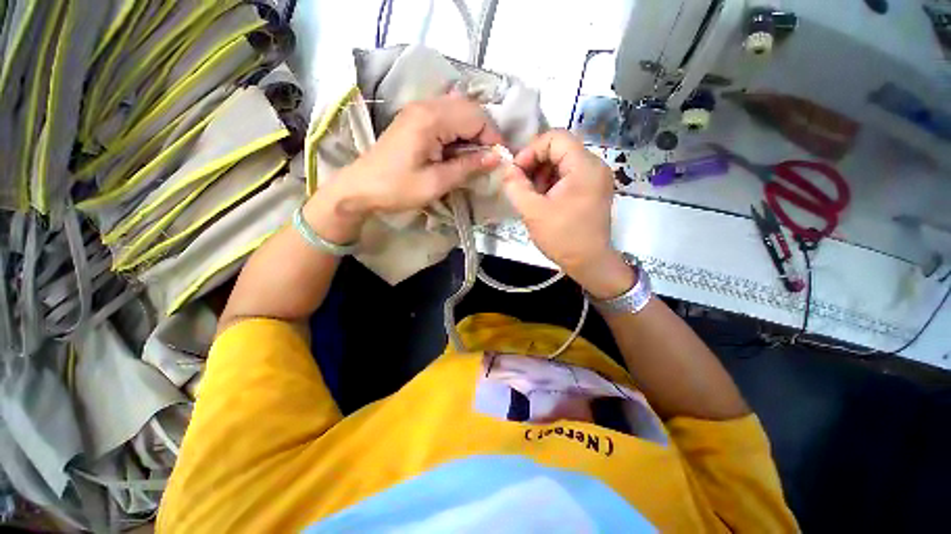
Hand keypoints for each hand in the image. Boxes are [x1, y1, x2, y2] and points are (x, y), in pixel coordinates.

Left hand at [325, 92, 502, 210]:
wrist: (361, 188)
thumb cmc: (397, 188)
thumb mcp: (436, 183)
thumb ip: (467, 167)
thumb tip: (496, 158)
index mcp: (431, 119)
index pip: (476, 117)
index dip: (492, 138)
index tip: (499, 161)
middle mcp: (426, 105)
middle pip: (469, 109)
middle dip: (484, 134)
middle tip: (488, 160)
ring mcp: (418, 109)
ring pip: (459, 111)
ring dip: (472, 132)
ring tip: (474, 158)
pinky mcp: (414, 118)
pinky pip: (446, 117)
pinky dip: (458, 132)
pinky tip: (457, 151)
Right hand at [503, 130, 633, 298]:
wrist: (589, 263)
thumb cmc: (562, 238)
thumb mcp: (533, 212)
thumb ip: (515, 187)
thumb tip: (506, 169)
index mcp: (584, 167)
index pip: (555, 137)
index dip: (531, 150)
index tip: (517, 172)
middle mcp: (595, 166)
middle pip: (560, 148)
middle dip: (535, 164)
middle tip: (522, 185)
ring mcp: (596, 178)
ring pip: (563, 162)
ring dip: (542, 174)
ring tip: (532, 195)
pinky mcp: (593, 189)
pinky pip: (569, 175)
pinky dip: (553, 182)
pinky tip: (543, 200)